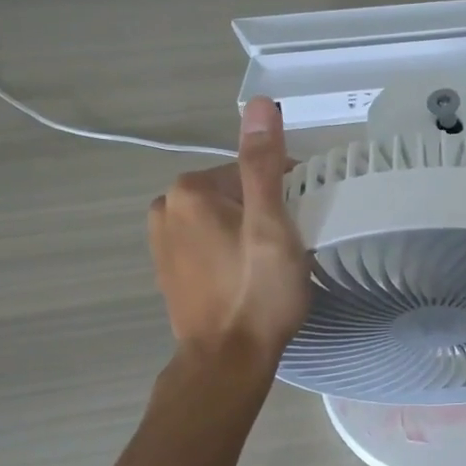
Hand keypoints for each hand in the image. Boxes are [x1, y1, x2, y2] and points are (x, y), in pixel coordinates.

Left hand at [148, 97, 310, 366]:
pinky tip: (246, 279)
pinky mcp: (167, 270)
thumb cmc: (257, 291)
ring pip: (222, 219)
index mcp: (190, 190)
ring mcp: (162, 242)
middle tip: (288, 249)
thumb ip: (264, 163)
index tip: (304, 222)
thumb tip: (259, 103)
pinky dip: (229, 252)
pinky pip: (208, 244)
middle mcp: (166, 208)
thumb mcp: (271, 224)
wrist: (227, 362)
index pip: (252, 170)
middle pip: (235, 193)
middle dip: (264, 212)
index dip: (285, 192)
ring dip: (247, 232)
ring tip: (270, 267)